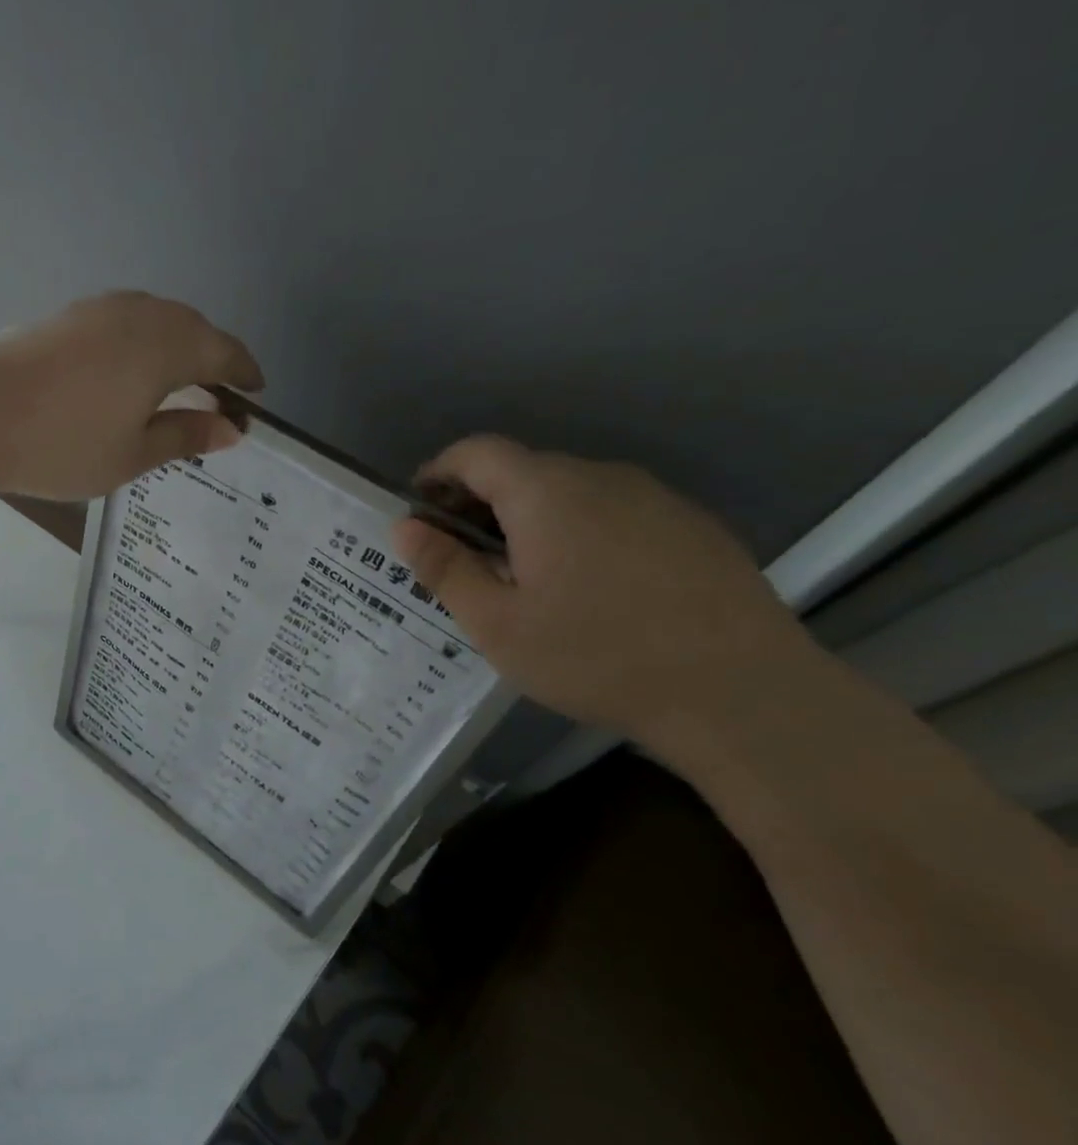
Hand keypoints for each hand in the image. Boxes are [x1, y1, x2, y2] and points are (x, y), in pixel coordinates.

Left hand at [0, 292, 263, 500]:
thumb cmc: (63, 445)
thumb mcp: (133, 454)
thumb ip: (185, 435)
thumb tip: (230, 428)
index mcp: (166, 346)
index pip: (223, 353)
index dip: (244, 374)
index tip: (256, 397)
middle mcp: (139, 314)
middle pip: (192, 329)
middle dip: (213, 359)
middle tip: (219, 396)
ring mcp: (98, 309)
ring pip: (156, 320)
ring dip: (176, 347)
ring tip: (178, 384)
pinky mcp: (66, 316)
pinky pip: (124, 322)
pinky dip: (142, 344)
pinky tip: (129, 371)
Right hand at [390, 435, 819, 750]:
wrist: (740, 692)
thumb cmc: (596, 656)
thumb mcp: (497, 624)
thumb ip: (445, 569)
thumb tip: (404, 527)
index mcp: (545, 492)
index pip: (476, 452)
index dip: (438, 473)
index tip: (419, 513)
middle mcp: (600, 477)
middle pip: (522, 470)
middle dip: (480, 504)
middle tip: (464, 562)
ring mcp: (654, 498)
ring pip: (570, 493)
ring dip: (531, 521)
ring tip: (525, 582)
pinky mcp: (691, 525)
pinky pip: (614, 513)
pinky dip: (580, 533)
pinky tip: (591, 590)